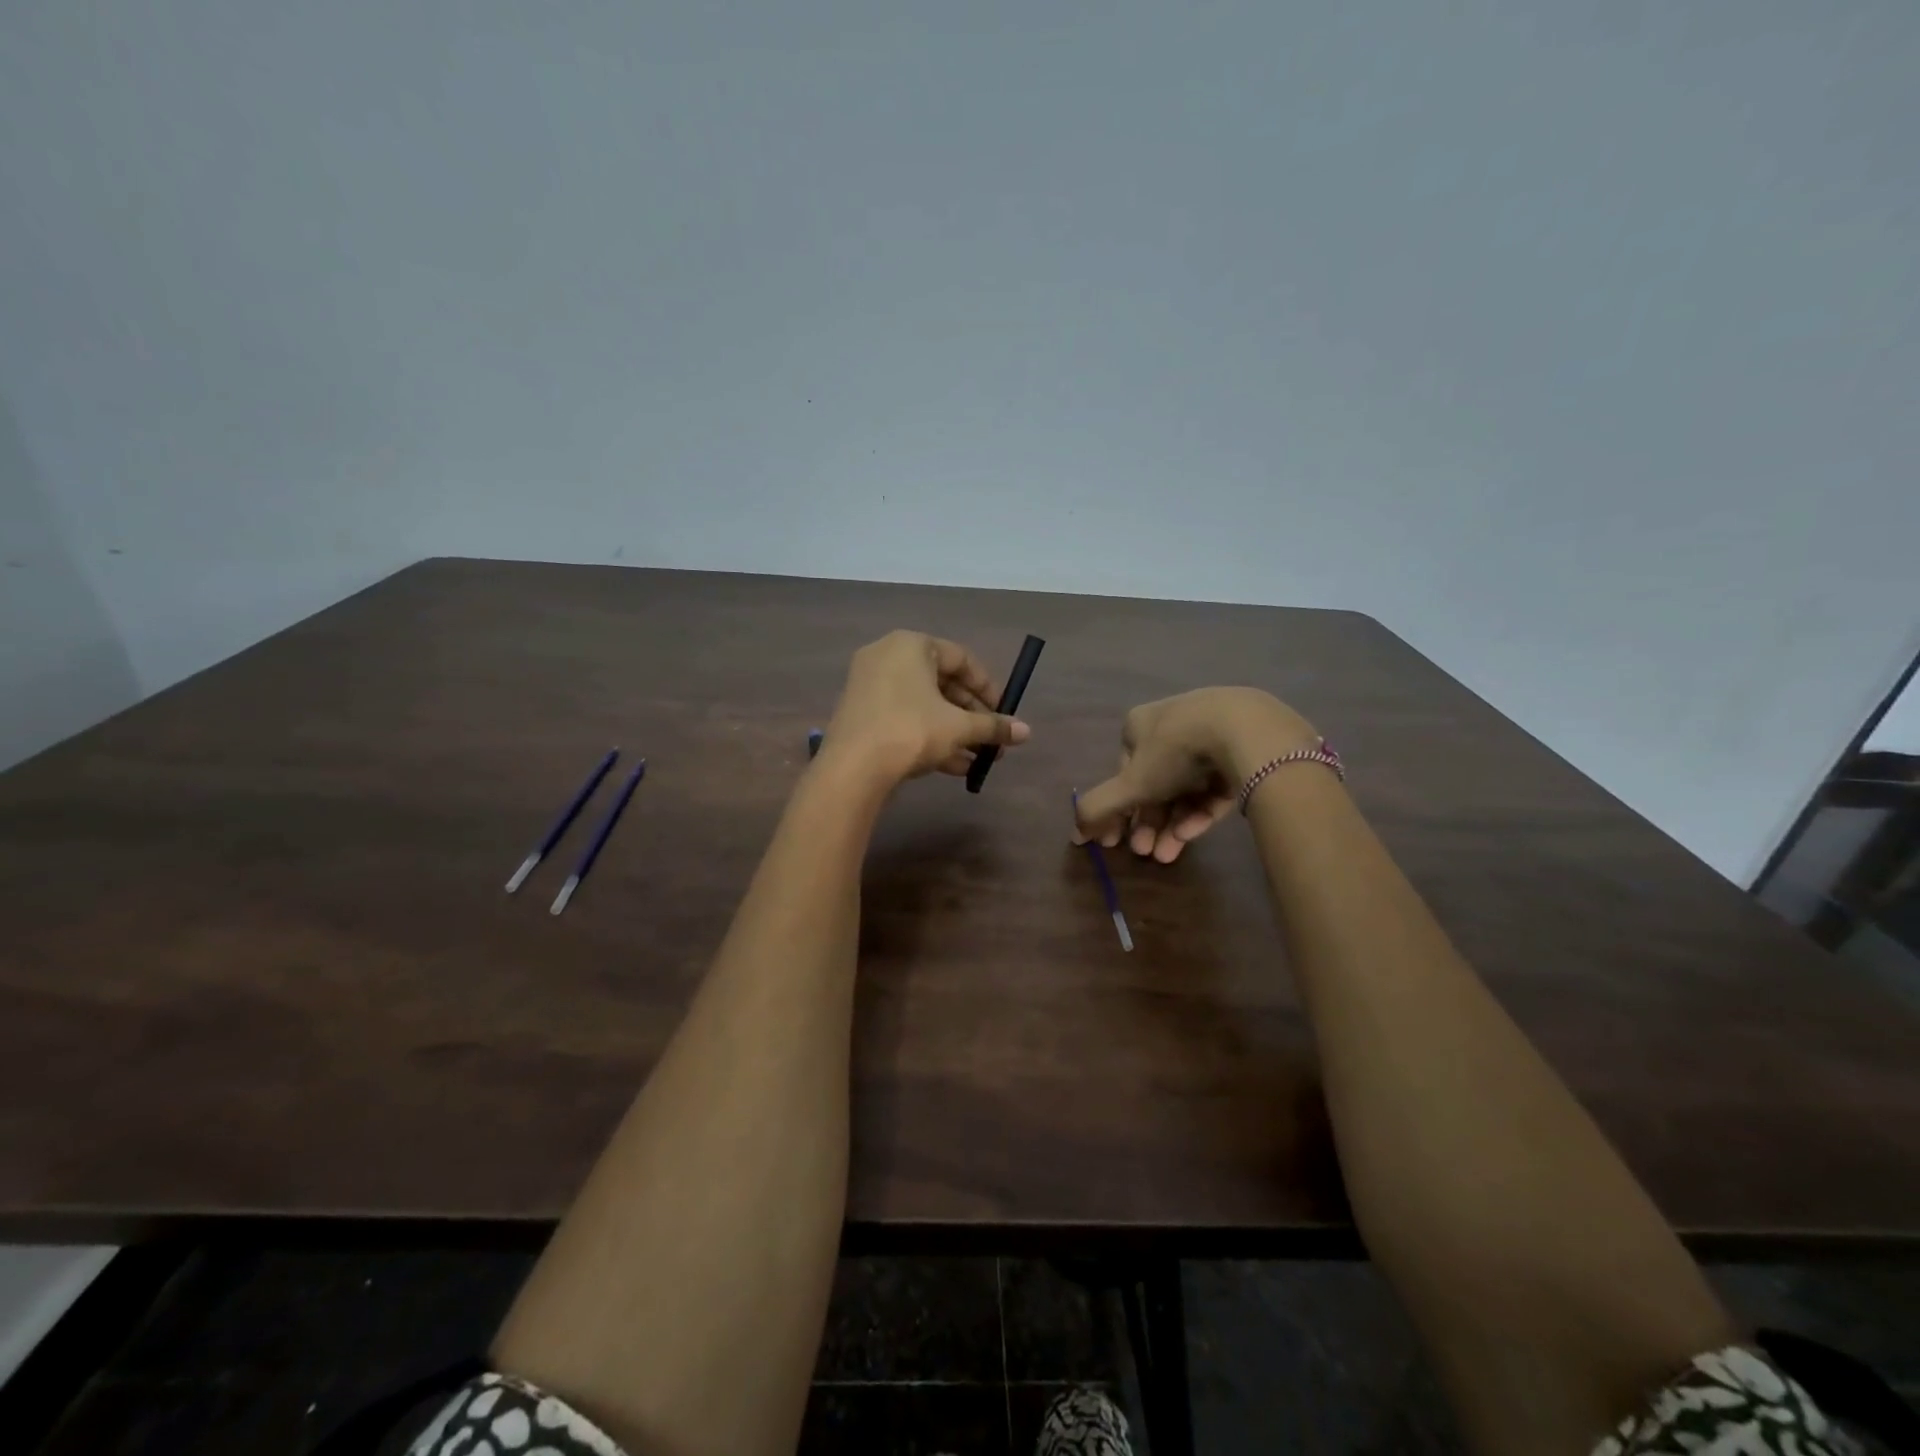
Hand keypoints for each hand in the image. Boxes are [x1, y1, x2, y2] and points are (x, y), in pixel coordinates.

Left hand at [821, 631, 1030, 786]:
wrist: (852, 768)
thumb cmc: (911, 731)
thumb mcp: (958, 728)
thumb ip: (993, 726)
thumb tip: (1026, 732)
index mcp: (911, 645)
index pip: (961, 658)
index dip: (988, 688)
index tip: (1003, 713)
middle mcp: (887, 657)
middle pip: (942, 683)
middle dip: (972, 716)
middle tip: (993, 740)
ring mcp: (870, 686)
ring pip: (924, 706)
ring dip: (955, 732)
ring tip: (980, 759)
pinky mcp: (861, 715)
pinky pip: (904, 719)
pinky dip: (929, 737)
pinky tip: (955, 768)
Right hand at [1072, 688, 1317, 861]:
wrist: (1246, 731)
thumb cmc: (1176, 751)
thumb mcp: (1130, 783)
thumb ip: (1099, 808)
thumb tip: (1075, 834)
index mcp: (1141, 724)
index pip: (1123, 771)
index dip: (1118, 809)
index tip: (1117, 842)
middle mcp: (1173, 725)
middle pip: (1155, 783)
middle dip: (1147, 823)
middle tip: (1144, 853)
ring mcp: (1211, 736)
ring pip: (1186, 788)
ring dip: (1171, 824)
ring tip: (1168, 856)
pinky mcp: (1242, 752)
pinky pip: (1215, 786)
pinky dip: (1201, 811)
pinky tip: (1193, 835)